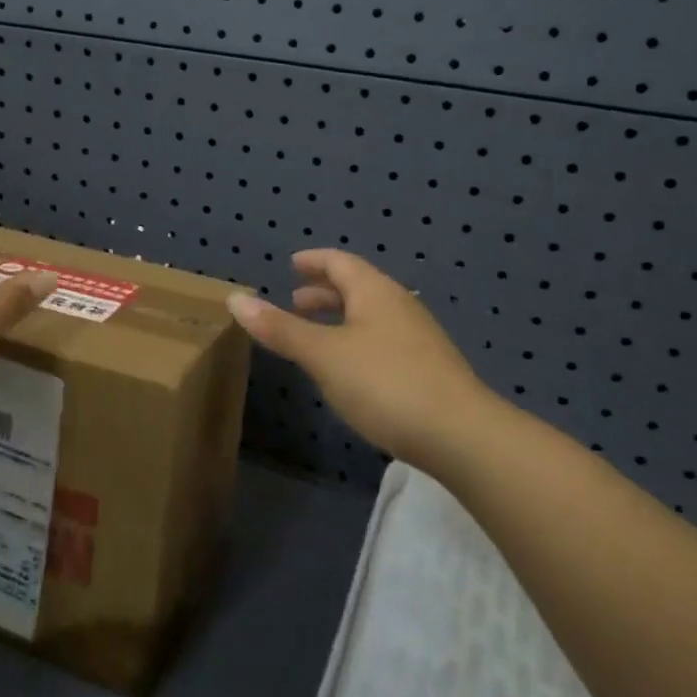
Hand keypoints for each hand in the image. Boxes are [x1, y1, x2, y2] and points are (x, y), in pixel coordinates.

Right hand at [226, 250, 491, 462]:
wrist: (460, 435)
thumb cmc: (384, 383)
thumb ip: (281, 328)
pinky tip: (349, 369)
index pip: (341, 262)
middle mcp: (399, 306)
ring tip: (316, 335)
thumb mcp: (323, 355)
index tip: (293, 264)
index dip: (315, 261)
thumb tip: (235, 299)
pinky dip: (356, 341)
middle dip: (325, 292)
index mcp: (375, 292)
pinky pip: (383, 340)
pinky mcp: (428, 369)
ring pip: (371, 316)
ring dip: (341, 318)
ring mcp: (418, 338)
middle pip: (358, 287)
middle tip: (295, 301)